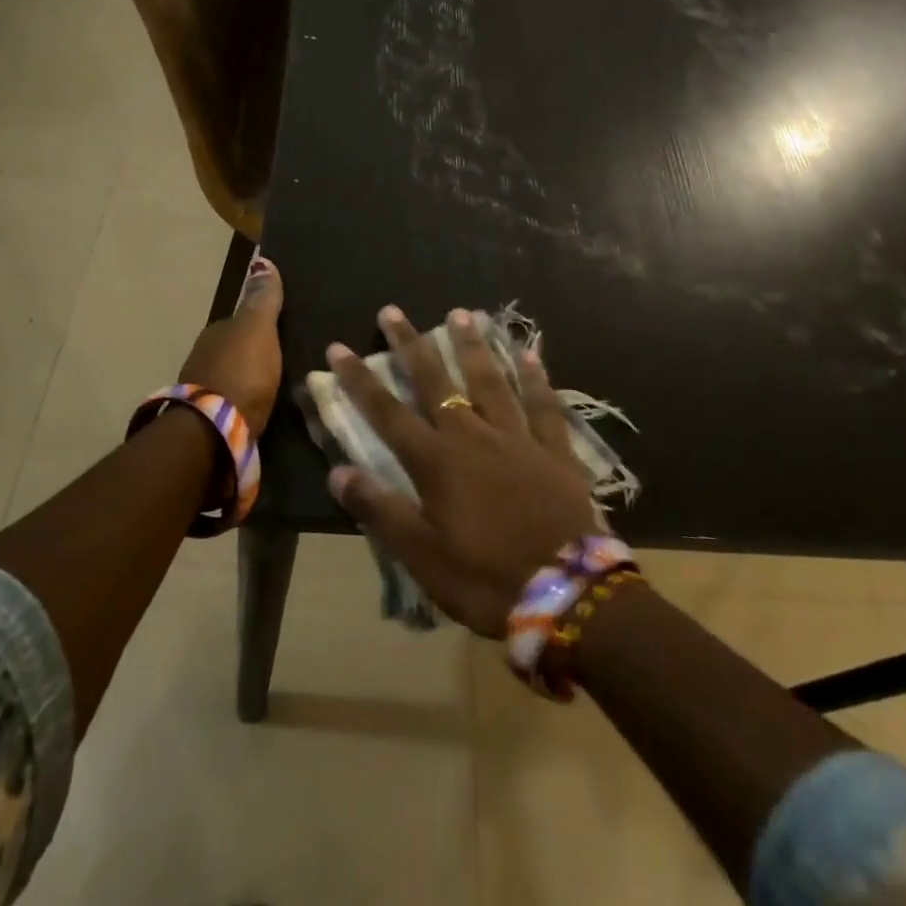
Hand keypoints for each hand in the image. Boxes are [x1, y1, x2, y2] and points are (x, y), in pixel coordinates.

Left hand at [177, 256, 283, 434]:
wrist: (211, 433)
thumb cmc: (240, 373)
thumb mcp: (258, 330)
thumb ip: (262, 299)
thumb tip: (262, 259)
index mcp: (216, 332)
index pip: (241, 321)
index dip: (262, 323)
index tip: (284, 329)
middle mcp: (204, 356)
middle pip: (235, 348)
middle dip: (254, 351)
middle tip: (284, 358)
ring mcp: (203, 389)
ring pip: (232, 375)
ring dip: (248, 377)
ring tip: (276, 384)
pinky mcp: (208, 420)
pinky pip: (232, 401)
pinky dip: (244, 400)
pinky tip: (260, 406)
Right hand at [325, 306, 602, 637]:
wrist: (567, 594)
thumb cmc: (486, 579)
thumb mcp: (422, 556)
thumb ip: (380, 511)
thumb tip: (338, 471)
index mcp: (437, 463)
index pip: (388, 413)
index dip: (360, 381)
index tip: (339, 348)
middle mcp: (473, 437)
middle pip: (436, 383)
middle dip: (411, 346)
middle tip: (393, 311)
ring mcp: (517, 439)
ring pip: (490, 381)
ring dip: (472, 346)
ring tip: (461, 313)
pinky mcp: (554, 450)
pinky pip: (543, 405)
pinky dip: (535, 378)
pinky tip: (529, 353)